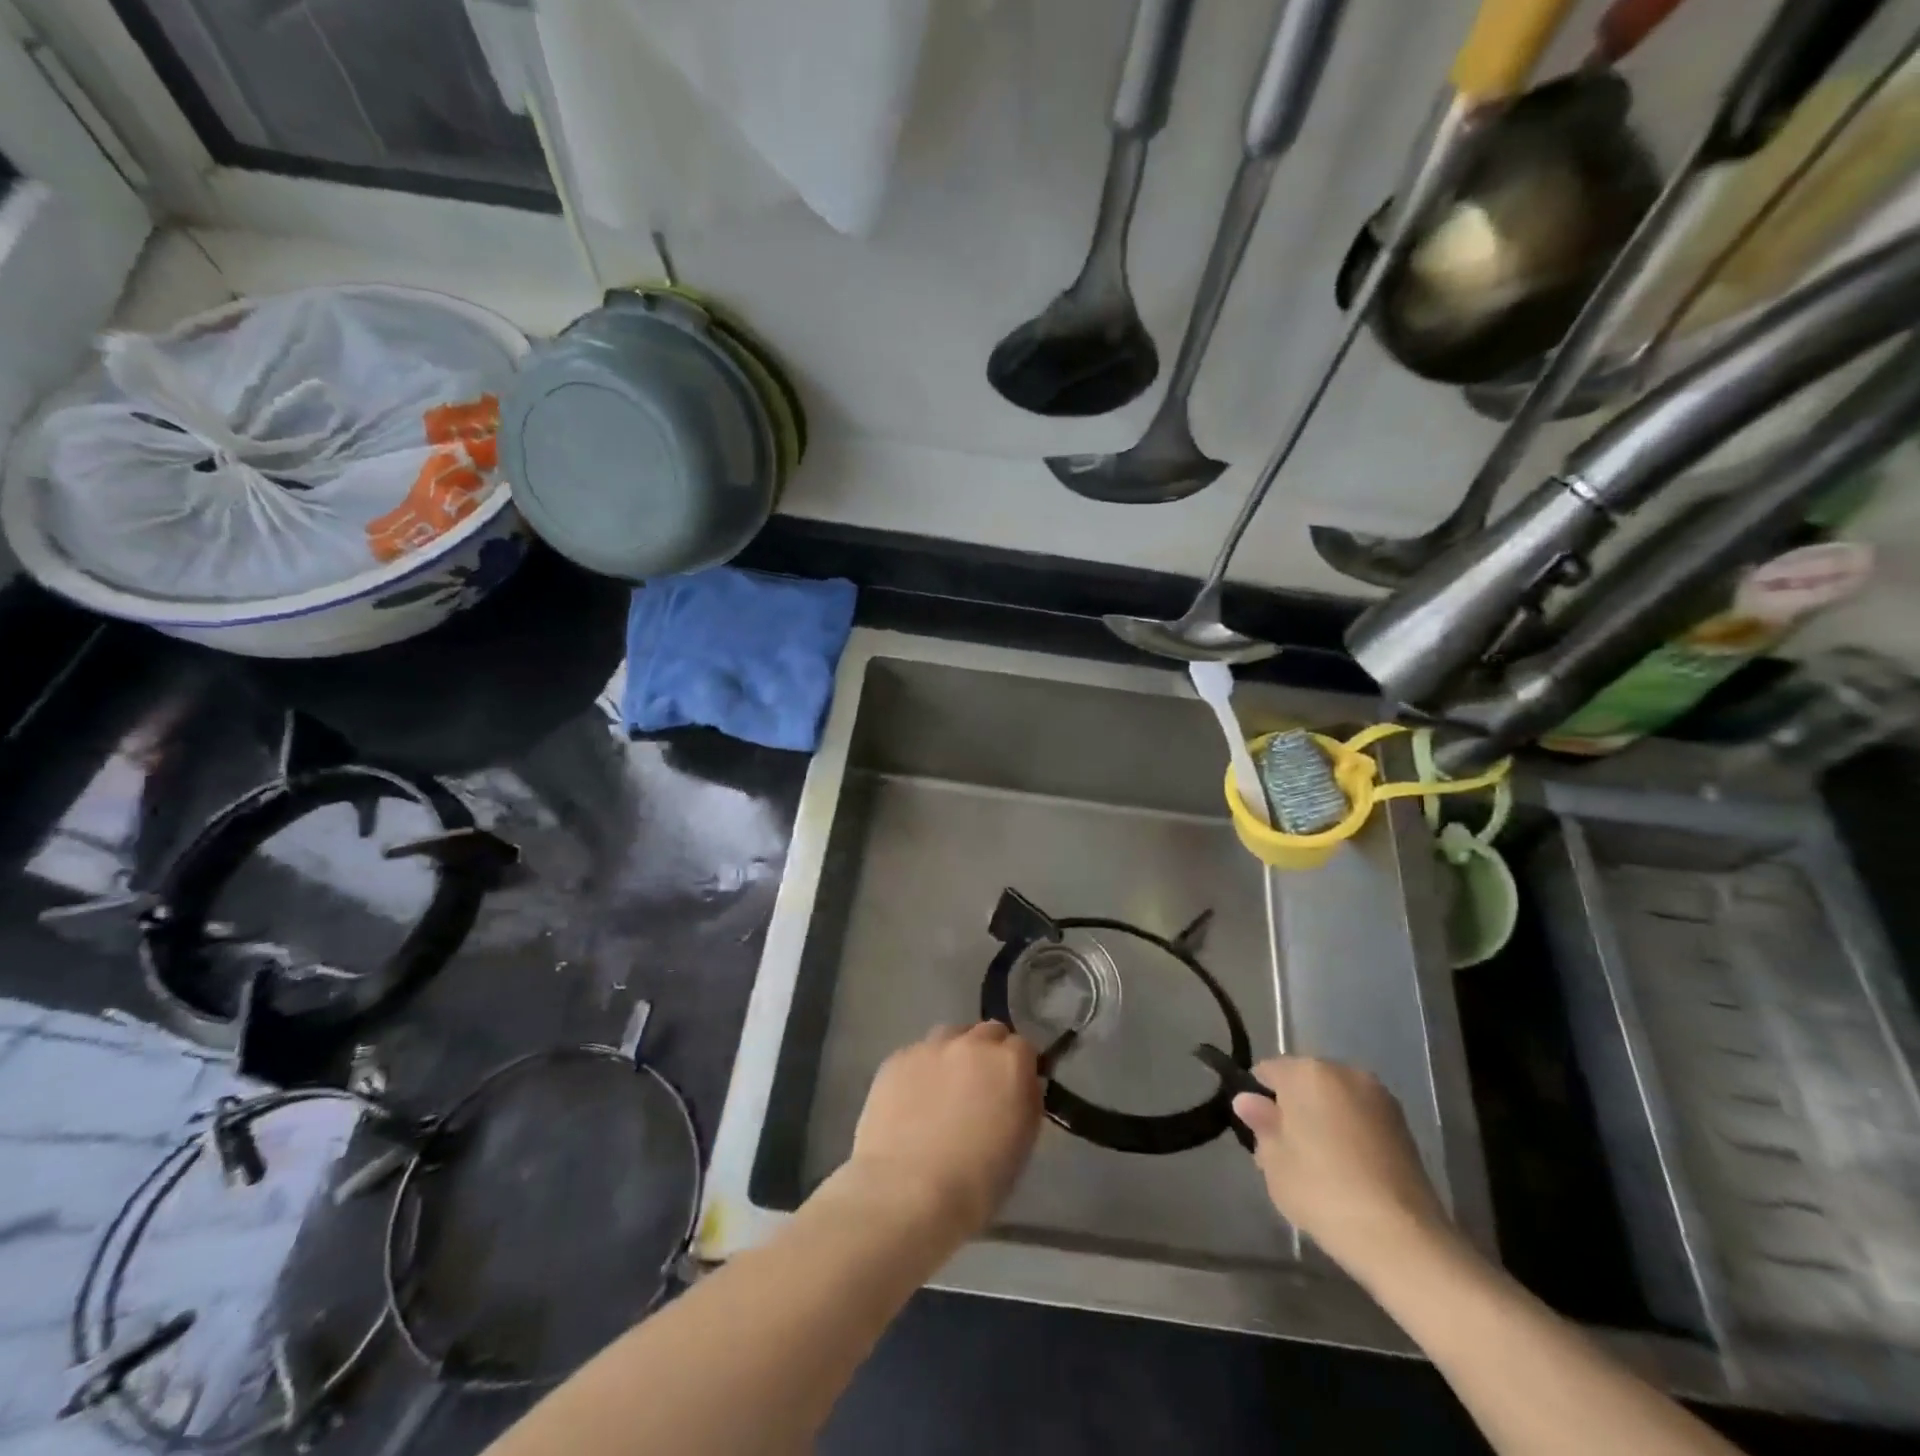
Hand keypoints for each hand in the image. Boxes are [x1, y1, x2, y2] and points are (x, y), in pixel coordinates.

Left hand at [848, 1022, 1042, 1242]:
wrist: (906, 1192)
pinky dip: (921, 1071)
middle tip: (980, 1089)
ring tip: (944, 1092)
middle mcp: (971, 1043)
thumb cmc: (976, 1183)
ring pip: (950, 1037)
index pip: (1023, 1047)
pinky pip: (917, 1055)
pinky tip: (912, 1102)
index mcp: (1009, 1063)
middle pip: (987, 1033)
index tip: (1013, 1090)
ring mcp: (930, 1047)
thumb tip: (1021, 1085)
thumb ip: (1025, 1101)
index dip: (1019, 1068)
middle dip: (989, 1053)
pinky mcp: (896, 1059)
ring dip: (954, 1055)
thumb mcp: (1022, 1144)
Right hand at [1234, 1057, 1454, 1280]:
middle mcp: (1344, 1072)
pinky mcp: (1403, 1126)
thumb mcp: (1274, 1161)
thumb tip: (1248, 1101)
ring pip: (1335, 1100)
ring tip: (1320, 1166)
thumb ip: (1261, 1124)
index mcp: (1307, 1072)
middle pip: (1304, 1082)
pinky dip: (1349, 1134)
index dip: (1257, 1100)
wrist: (1403, 1239)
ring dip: (1323, 1120)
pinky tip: (1348, 1172)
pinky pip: (1360, 1118)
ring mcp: (1379, 1097)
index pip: (1267, 1072)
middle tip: (1286, 1152)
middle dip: (1293, 1108)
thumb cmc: (1323, 1191)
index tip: (1258, 1133)